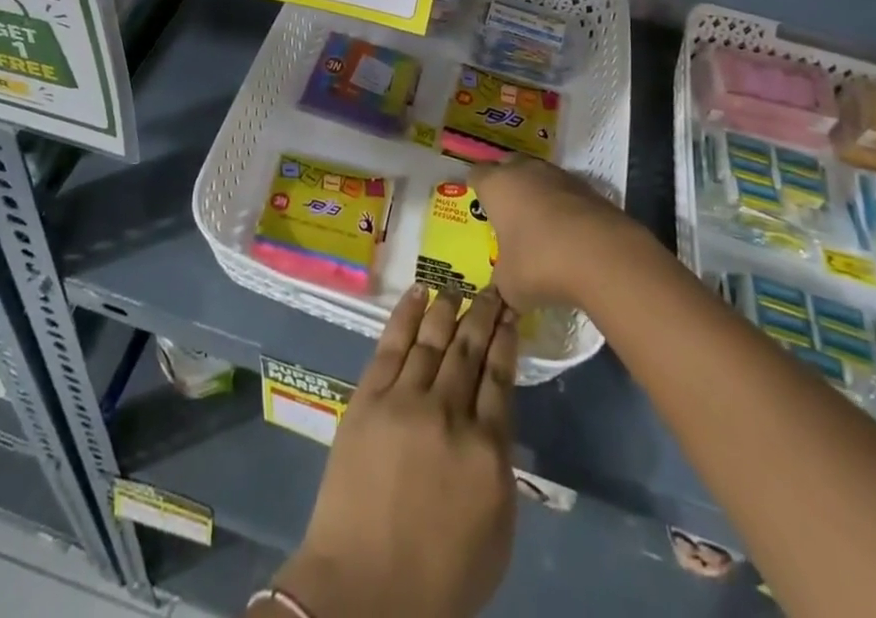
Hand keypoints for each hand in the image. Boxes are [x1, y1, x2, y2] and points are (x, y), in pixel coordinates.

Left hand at [270, 286, 519, 617]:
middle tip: (493, 288)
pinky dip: (406, 315)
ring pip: (432, 339)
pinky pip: (391, 345)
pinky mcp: (369, 398)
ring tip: (457, 287)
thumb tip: (495, 419)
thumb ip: (498, 468)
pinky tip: (418, 293)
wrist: (363, 589)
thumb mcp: (495, 533)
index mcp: (486, 451)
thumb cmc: (439, 578)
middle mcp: (449, 414)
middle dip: (484, 314)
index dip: (506, 340)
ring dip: (447, 308)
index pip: (500, 378)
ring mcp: (405, 400)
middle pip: (469, 350)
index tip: (511, 313)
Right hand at [475, 158, 647, 310]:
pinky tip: (567, 236)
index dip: (476, 189)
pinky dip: (563, 208)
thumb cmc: (540, 263)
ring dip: (537, 196)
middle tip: (506, 214)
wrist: (604, 256)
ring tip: (539, 227)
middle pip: (508, 167)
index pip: (476, 174)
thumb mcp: (509, 283)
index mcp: (496, 185)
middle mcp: (524, 170)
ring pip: (539, 178)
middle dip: (507, 186)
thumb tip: (504, 285)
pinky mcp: (588, 188)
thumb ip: (501, 279)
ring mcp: (559, 176)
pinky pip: (566, 194)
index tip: (478, 206)